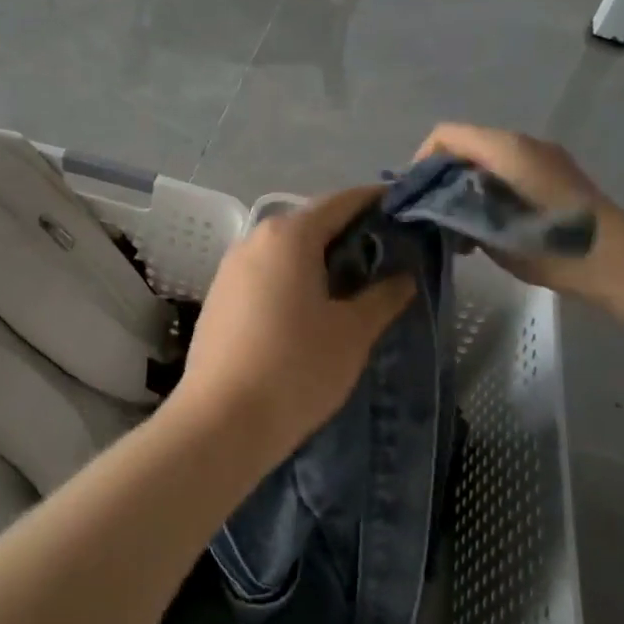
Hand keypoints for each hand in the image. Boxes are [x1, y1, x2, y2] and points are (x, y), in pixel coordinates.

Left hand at [176, 186, 413, 463]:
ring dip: (319, 258)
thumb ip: (383, 297)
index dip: (375, 201)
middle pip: (310, 223)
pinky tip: (311, 306)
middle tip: (388, 253)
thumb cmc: (296, 368)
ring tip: (354, 282)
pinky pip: (265, 273)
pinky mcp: (219, 297)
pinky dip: (293, 277)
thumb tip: (404, 277)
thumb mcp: (352, 333)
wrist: (220, 422)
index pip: (340, 202)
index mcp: (289, 236)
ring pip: (285, 250)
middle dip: (349, 233)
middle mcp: (254, 240)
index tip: (404, 208)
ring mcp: (230, 268)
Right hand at [414, 123, 623, 305]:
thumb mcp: (489, 231)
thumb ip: (454, 210)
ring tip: (461, 228)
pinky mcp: (557, 174)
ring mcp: (543, 156)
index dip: (422, 160)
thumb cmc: (549, 244)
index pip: (445, 135)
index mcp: (504, 148)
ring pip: (487, 160)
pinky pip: (510, 171)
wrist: (617, 260)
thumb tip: (432, 206)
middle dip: (443, 177)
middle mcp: (522, 142)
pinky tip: (490, 226)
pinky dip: (490, 190)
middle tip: (434, 216)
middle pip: (466, 146)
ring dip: (467, 187)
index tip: (417, 196)